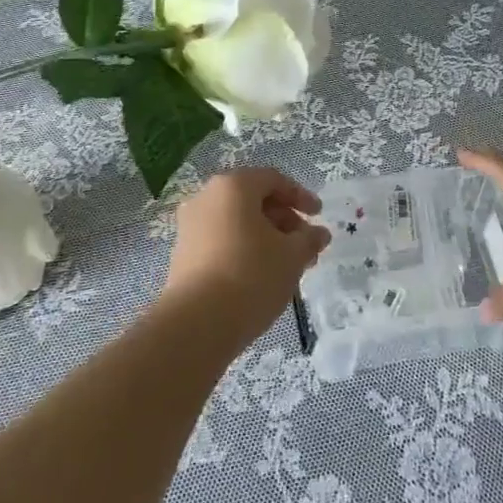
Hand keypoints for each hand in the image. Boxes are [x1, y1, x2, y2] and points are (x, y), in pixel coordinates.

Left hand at [162, 167, 331, 344]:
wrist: (197, 323)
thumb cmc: (251, 275)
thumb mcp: (292, 256)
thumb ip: (309, 239)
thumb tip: (319, 233)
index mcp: (233, 186)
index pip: (273, 180)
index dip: (300, 196)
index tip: (318, 216)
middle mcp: (206, 198)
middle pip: (252, 199)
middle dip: (284, 220)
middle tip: (305, 246)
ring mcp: (190, 226)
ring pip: (237, 222)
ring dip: (265, 238)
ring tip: (286, 266)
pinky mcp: (183, 254)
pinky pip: (221, 240)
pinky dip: (244, 249)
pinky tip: (260, 276)